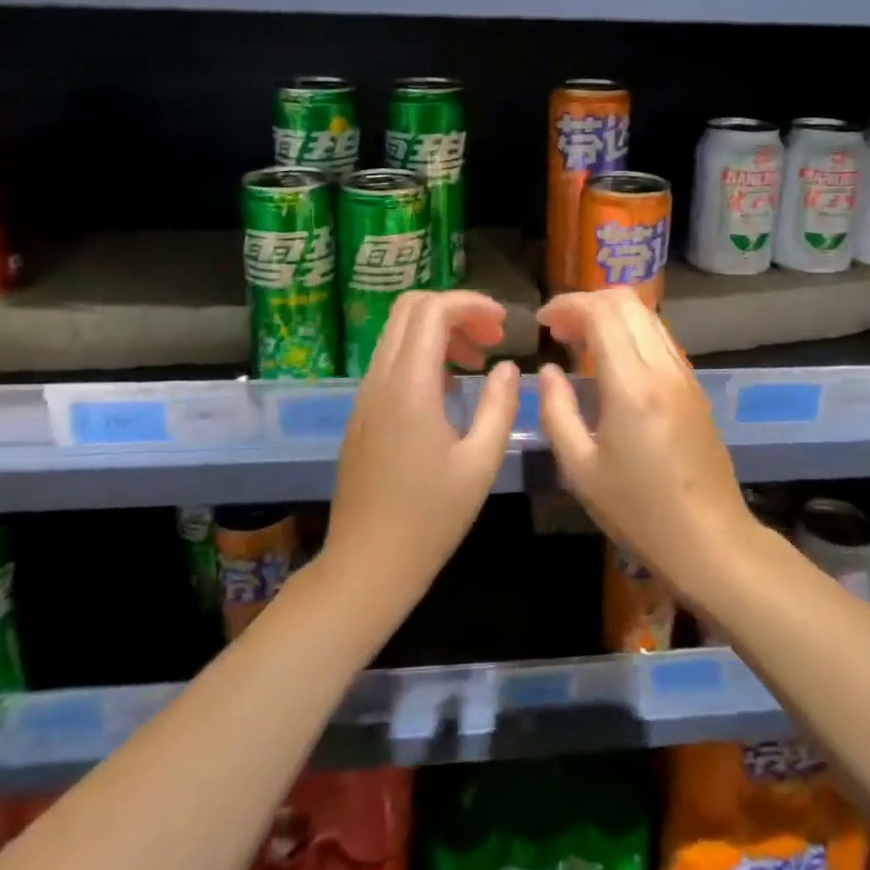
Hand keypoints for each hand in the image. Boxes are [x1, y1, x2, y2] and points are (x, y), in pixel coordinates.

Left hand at [324, 291, 520, 609]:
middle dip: (455, 310)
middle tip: (491, 339)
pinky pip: (391, 359)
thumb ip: (500, 406)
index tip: (504, 324)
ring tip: (477, 362)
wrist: (366, 565)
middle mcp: (380, 379)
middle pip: (410, 308)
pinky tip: (450, 390)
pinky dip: (422, 353)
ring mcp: (365, 395)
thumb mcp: (480, 464)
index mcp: (410, 387)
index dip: (472, 304)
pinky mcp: (362, 412)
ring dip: (438, 331)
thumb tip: (507, 366)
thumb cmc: (430, 520)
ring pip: (397, 332)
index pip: (433, 311)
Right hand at [534, 288, 755, 595]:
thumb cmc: (639, 512)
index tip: (542, 322)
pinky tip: (611, 364)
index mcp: (632, 385)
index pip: (601, 312)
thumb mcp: (580, 469)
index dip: (567, 305)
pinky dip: (630, 333)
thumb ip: (557, 412)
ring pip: (647, 316)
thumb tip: (547, 371)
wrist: (711, 541)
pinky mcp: (694, 388)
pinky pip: (659, 339)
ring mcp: (684, 375)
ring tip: (580, 343)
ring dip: (611, 315)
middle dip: (587, 302)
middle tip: (559, 329)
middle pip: (627, 301)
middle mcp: (663, 368)